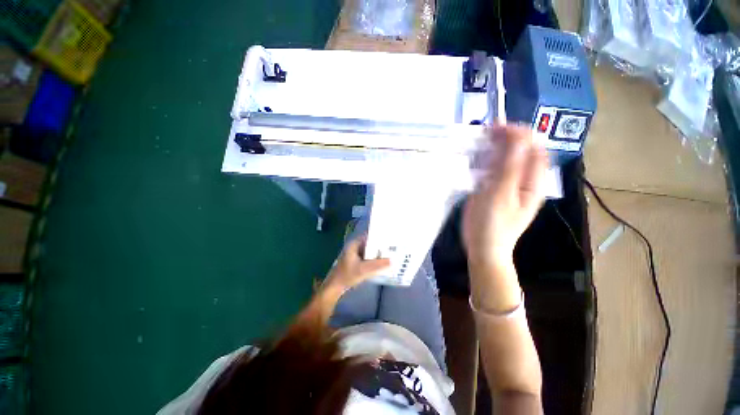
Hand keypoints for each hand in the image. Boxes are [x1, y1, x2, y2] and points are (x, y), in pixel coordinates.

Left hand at [323, 237, 390, 294]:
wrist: (335, 286)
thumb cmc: (347, 275)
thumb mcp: (363, 270)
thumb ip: (377, 265)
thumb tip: (392, 260)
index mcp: (354, 244)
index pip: (369, 235)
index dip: (379, 236)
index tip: (390, 238)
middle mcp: (355, 246)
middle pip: (370, 243)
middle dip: (380, 245)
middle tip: (393, 247)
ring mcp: (355, 253)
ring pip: (369, 250)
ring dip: (377, 252)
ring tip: (390, 253)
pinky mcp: (356, 260)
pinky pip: (367, 256)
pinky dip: (373, 258)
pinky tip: (382, 261)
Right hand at [463, 124, 547, 268]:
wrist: (483, 247)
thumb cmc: (493, 224)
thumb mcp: (502, 195)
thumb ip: (510, 167)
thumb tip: (517, 138)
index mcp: (532, 182)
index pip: (534, 149)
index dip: (521, 134)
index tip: (499, 127)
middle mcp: (523, 180)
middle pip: (521, 152)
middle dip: (508, 138)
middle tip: (487, 131)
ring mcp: (508, 185)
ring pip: (507, 159)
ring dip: (496, 148)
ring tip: (481, 140)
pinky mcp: (493, 190)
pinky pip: (494, 170)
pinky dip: (486, 160)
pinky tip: (476, 157)